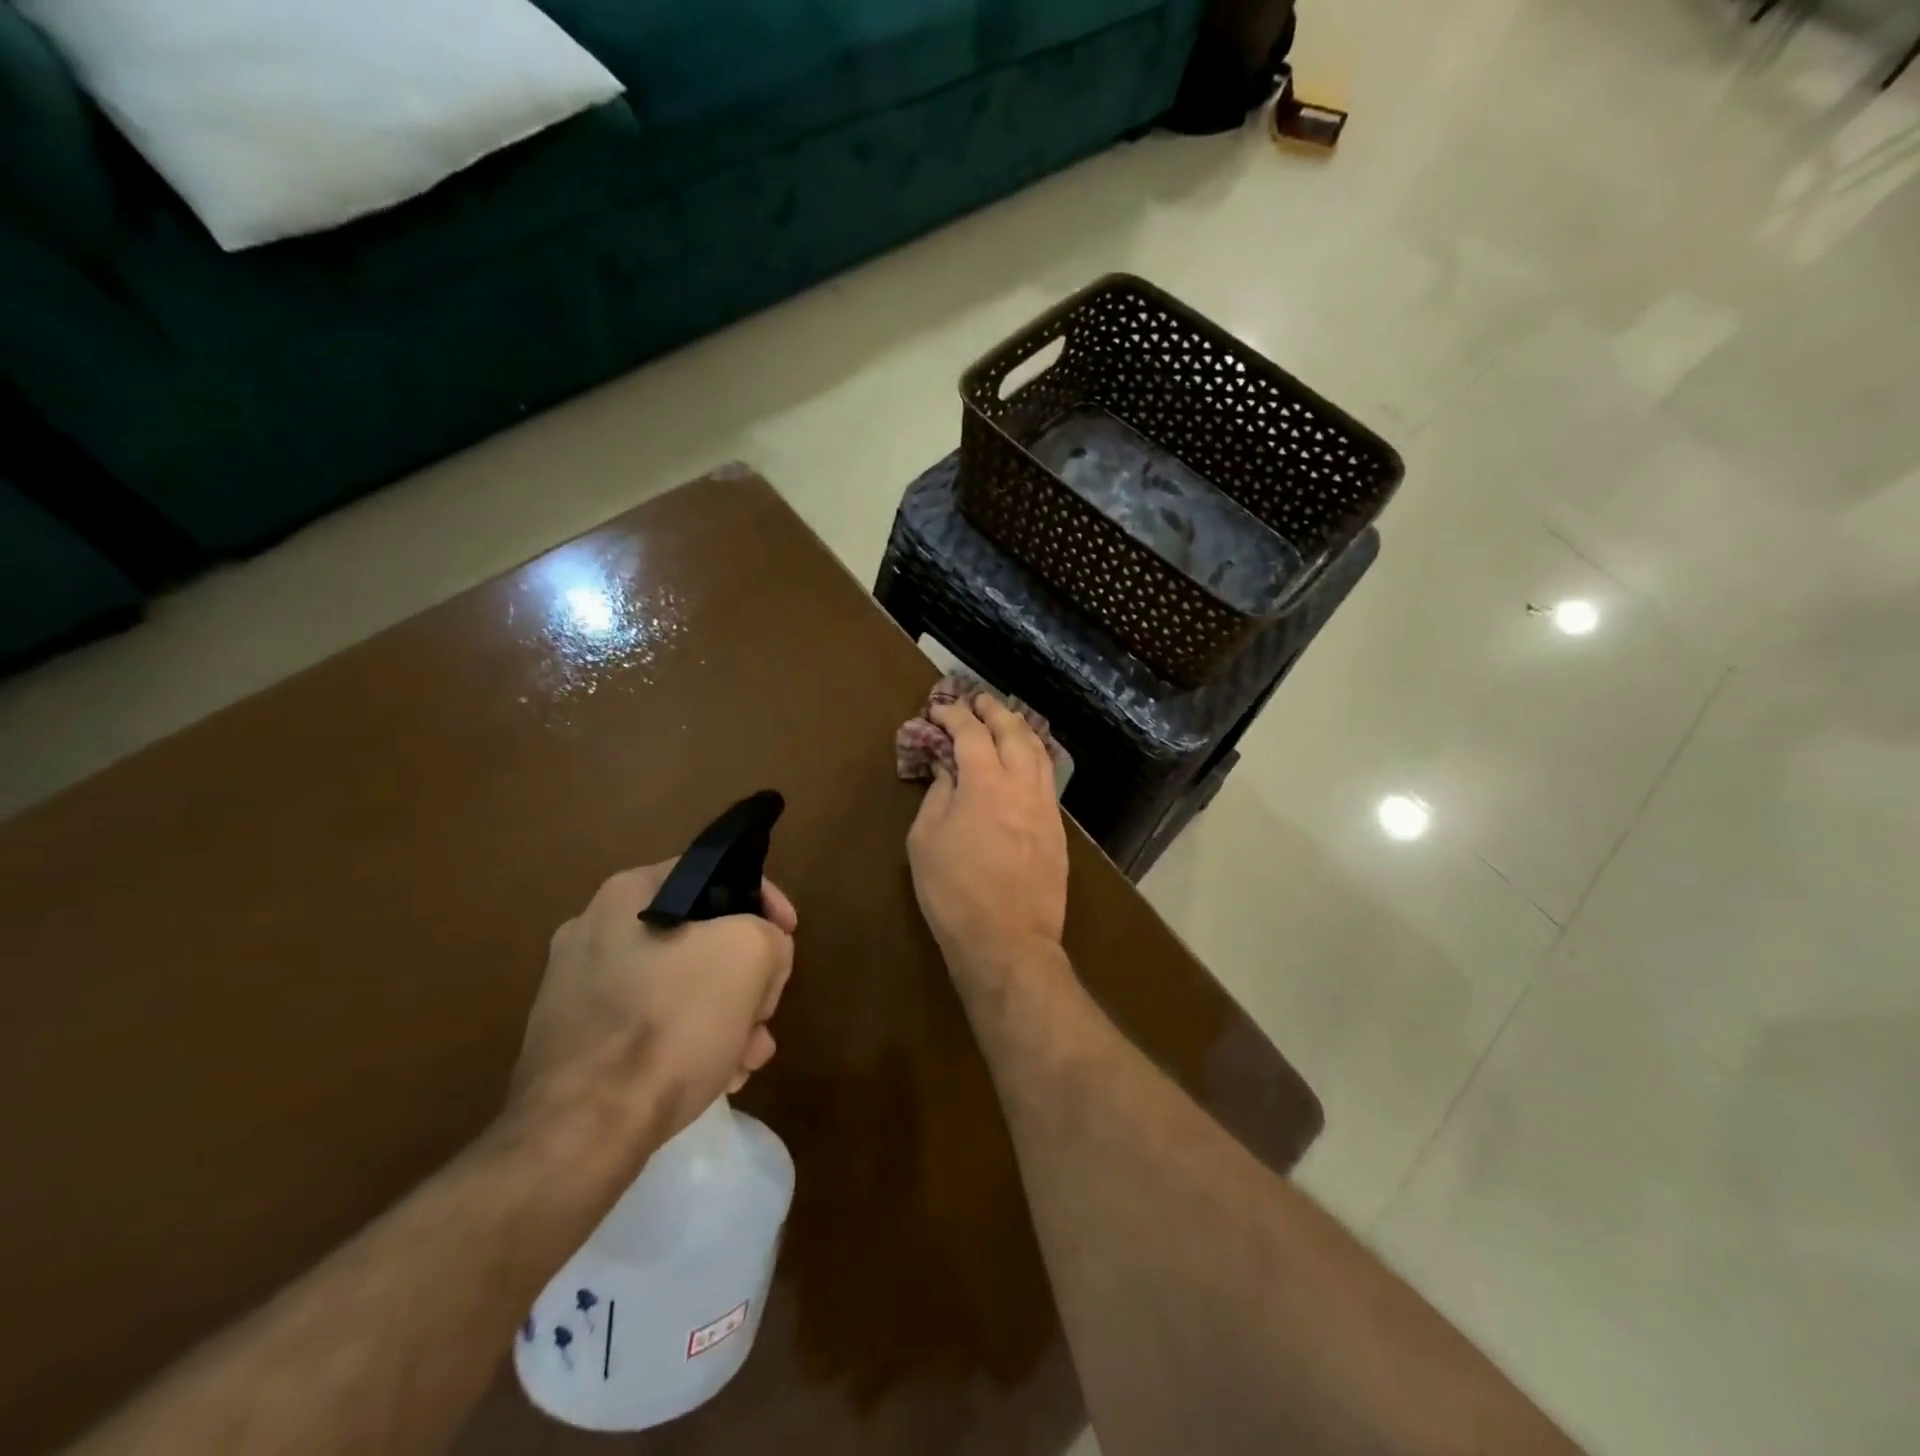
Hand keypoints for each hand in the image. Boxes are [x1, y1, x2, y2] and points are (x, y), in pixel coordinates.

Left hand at [509, 862, 797, 1146]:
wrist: (582, 1130)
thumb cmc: (669, 1022)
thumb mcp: (750, 954)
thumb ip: (769, 936)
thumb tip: (761, 956)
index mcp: (628, 895)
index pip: (715, 875)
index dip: (764, 901)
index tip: (788, 936)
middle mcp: (593, 932)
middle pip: (699, 938)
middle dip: (744, 976)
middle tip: (766, 1012)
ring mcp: (576, 991)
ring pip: (676, 987)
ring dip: (723, 1014)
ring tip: (748, 1058)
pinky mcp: (572, 1044)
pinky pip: (647, 1027)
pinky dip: (685, 1042)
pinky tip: (714, 1077)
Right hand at [907, 694, 1068, 987]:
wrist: (1008, 940)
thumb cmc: (954, 892)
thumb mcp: (926, 841)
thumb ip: (938, 795)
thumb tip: (949, 769)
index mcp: (985, 782)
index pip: (971, 733)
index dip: (955, 715)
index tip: (940, 708)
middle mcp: (1021, 784)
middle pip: (1013, 732)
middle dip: (994, 711)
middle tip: (978, 701)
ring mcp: (1045, 806)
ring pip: (1039, 752)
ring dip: (1021, 729)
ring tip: (1007, 720)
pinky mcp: (1057, 828)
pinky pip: (1048, 778)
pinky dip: (1036, 757)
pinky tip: (1028, 759)